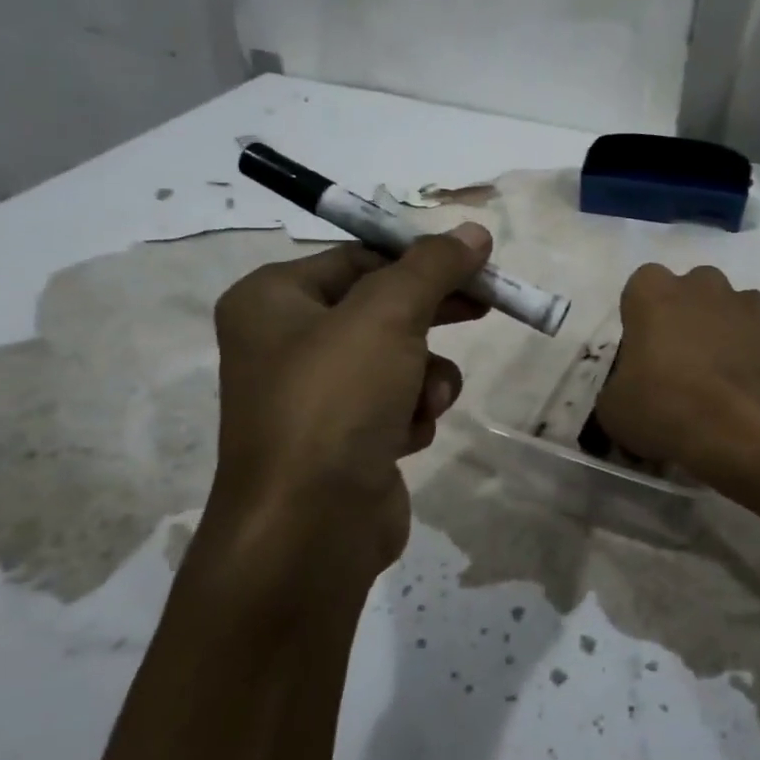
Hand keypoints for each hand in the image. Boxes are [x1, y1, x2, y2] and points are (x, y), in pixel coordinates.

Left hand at [192, 224, 492, 606]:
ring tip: (424, 402)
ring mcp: (313, 397)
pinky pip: (393, 406)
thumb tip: (474, 231)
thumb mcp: (388, 315)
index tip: (475, 262)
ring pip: (396, 360)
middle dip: (433, 315)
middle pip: (381, 308)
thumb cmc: (336, 400)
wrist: (310, 528)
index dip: (420, 258)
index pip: (359, 257)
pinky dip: (410, 416)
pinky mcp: (342, 441)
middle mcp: (285, 343)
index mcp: (273, 300)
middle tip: (486, 305)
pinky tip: (404, 439)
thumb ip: (433, 266)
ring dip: (424, 377)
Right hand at [596, 264, 759, 498]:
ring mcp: (748, 299)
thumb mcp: (615, 409)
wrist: (741, 428)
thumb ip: (619, 386)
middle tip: (688, 360)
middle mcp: (700, 284)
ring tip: (733, 368)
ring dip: (732, 324)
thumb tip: (630, 390)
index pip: (641, 287)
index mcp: (652, 294)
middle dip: (690, 315)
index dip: (644, 317)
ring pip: (737, 300)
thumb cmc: (665, 410)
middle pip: (692, 287)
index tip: (646, 351)